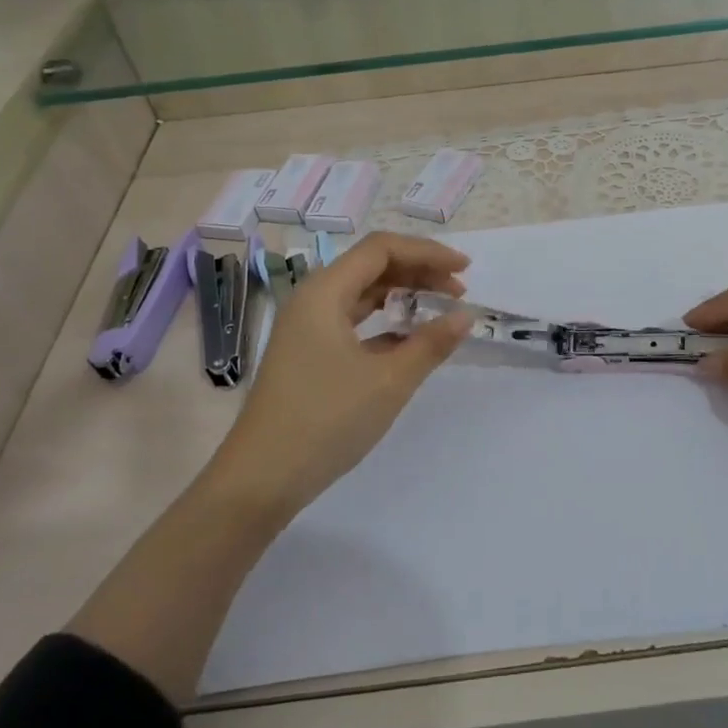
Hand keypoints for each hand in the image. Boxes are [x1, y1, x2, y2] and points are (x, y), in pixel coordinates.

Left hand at [216, 232, 472, 522]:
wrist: (262, 479)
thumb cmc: (326, 420)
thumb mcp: (389, 381)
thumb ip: (431, 343)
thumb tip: (465, 316)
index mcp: (324, 292)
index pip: (381, 249)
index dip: (427, 252)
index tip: (465, 271)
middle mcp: (312, 300)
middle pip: (371, 266)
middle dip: (419, 271)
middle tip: (459, 292)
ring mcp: (307, 328)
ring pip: (362, 293)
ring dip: (403, 295)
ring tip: (440, 309)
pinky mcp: (309, 354)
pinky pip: (353, 320)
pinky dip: (385, 322)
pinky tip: (410, 340)